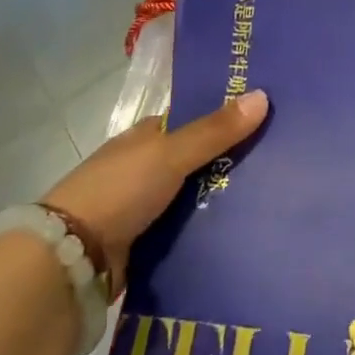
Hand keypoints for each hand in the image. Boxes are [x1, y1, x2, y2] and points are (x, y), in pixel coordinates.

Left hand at [43, 90, 268, 284]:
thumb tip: (263, 95)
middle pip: (198, 161)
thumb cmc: (119, 190)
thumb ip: (215, 130)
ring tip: (275, 200)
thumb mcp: (171, 153)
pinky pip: (187, 232)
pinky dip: (209, 232)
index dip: (227, 118)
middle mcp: (145, 168)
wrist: (72, 259)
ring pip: (195, 198)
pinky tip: (244, 232)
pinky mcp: (146, 245)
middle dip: (232, 163)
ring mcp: (144, 208)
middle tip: (282, 163)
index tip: (268, 120)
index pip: (194, 121)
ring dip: (223, 200)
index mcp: (146, 137)